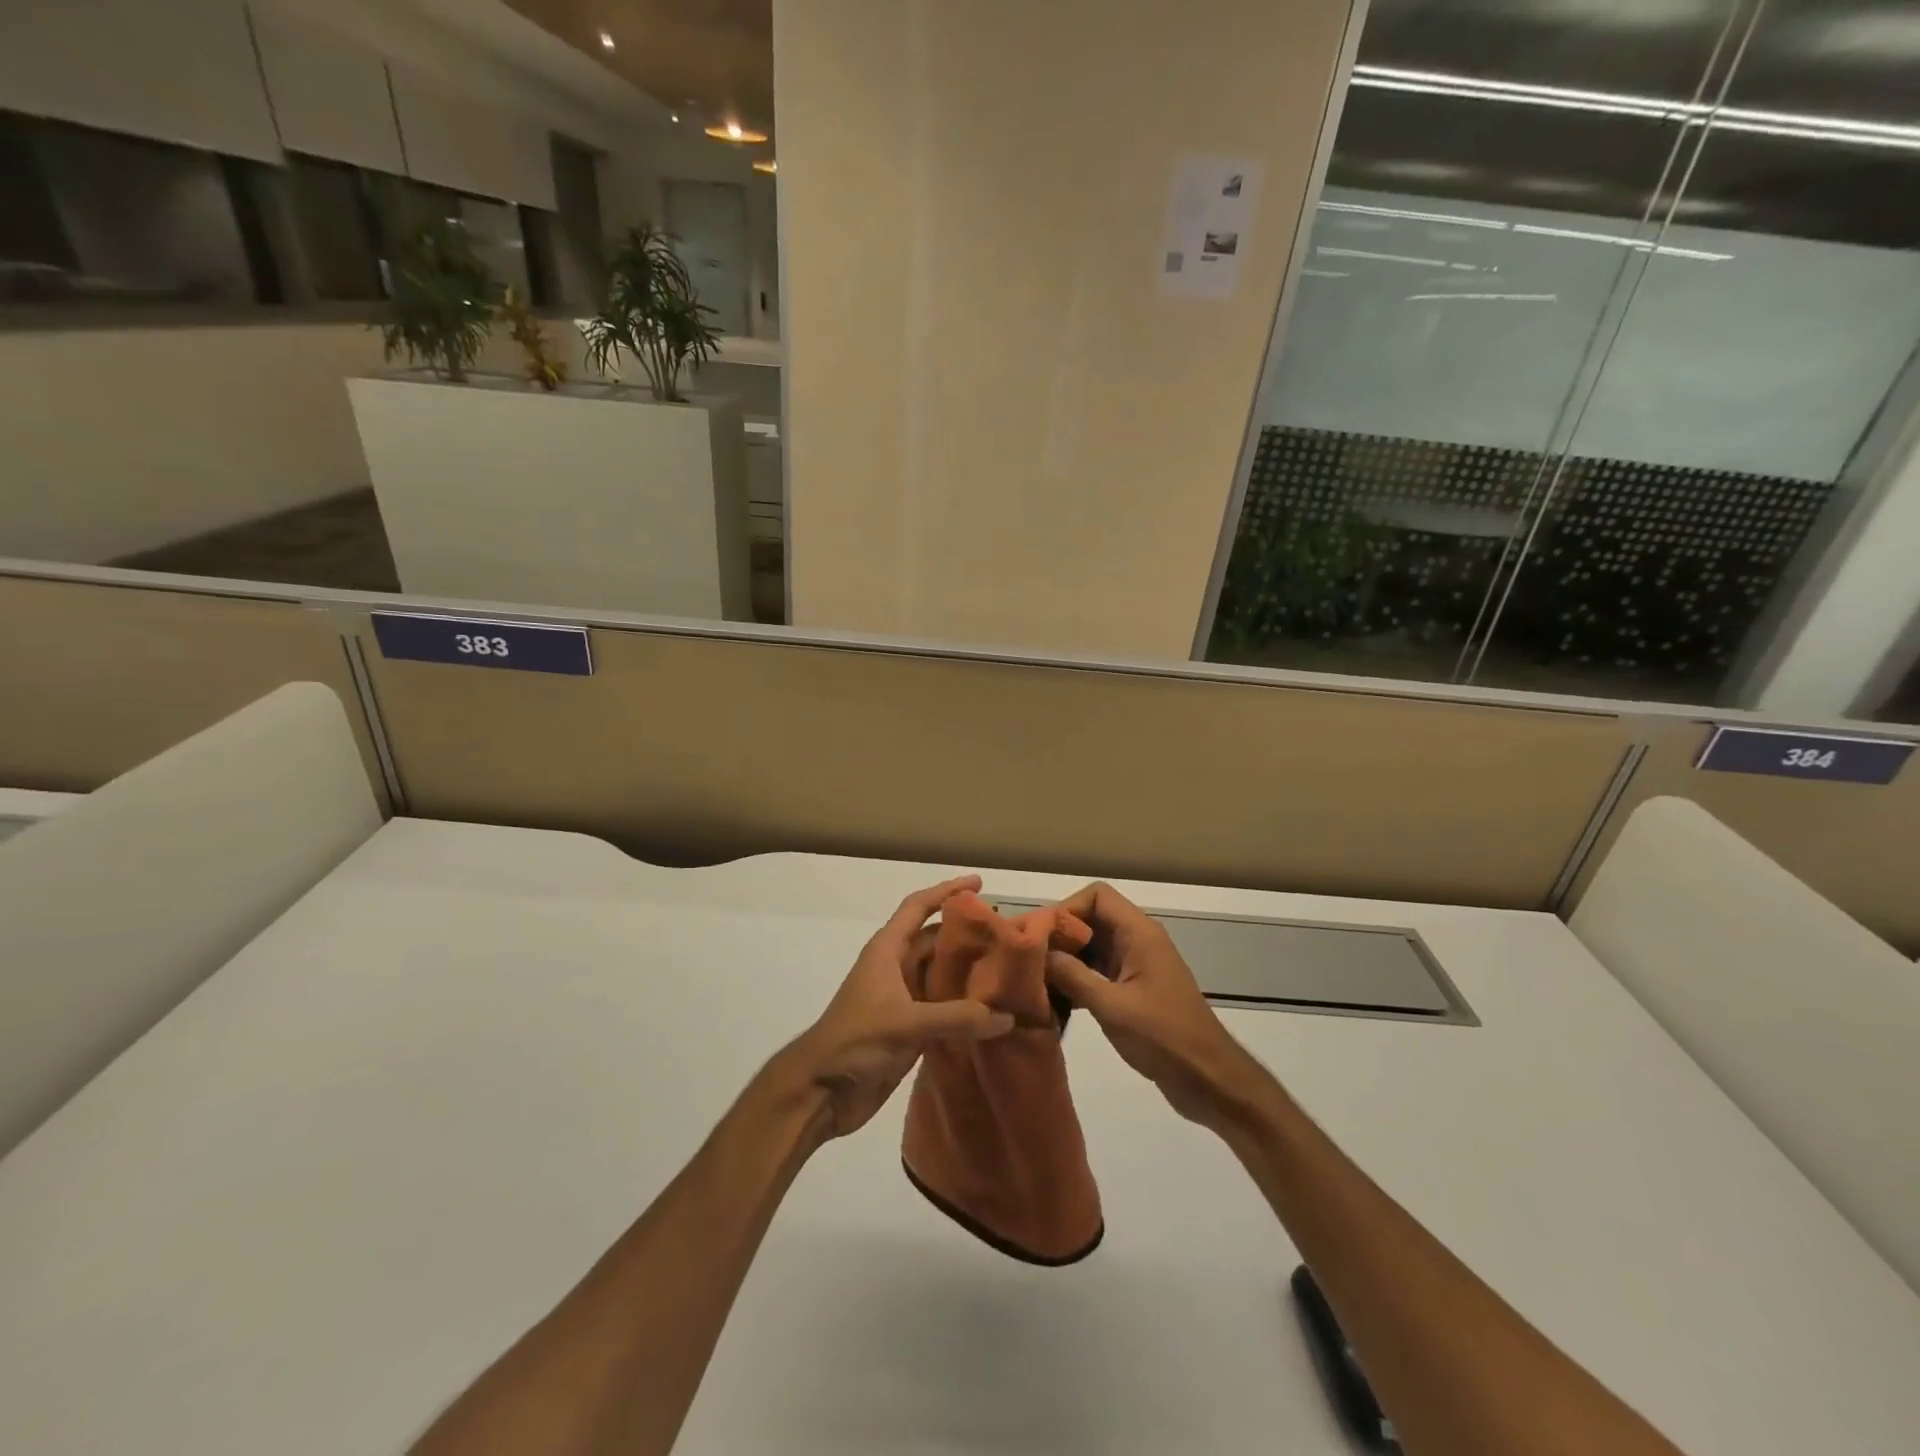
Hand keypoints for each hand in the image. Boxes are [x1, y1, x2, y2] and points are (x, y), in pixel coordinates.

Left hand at [779, 875, 1013, 1141]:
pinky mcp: (909, 1030)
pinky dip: (965, 1007)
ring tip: (1008, 969)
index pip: (918, 907)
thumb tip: (1006, 1017)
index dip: (946, 891)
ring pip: (941, 975)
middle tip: (1008, 933)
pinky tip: (993, 1011)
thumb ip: (956, 1018)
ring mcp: (903, 1000)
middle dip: (967, 934)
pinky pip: (944, 1009)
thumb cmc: (854, 1041)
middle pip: (935, 941)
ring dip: (969, 972)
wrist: (820, 1092)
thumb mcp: (905, 1023)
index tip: (978, 883)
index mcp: (887, 951)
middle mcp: (896, 968)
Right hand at [1043, 882, 1258, 1128]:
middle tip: (1030, 960)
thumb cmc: (1164, 1037)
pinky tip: (1056, 1002)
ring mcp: (1137, 966)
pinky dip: (1077, 980)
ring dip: (1067, 960)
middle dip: (1061, 935)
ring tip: (1036, 981)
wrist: (1209, 1079)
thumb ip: (1072, 976)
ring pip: (1093, 947)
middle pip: (1092, 919)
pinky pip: (1099, 971)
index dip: (1067, 909)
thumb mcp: (1112, 1006)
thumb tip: (1038, 953)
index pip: (1097, 896)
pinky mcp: (1134, 990)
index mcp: (1139, 934)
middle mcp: (1138, 941)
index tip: (1041, 936)